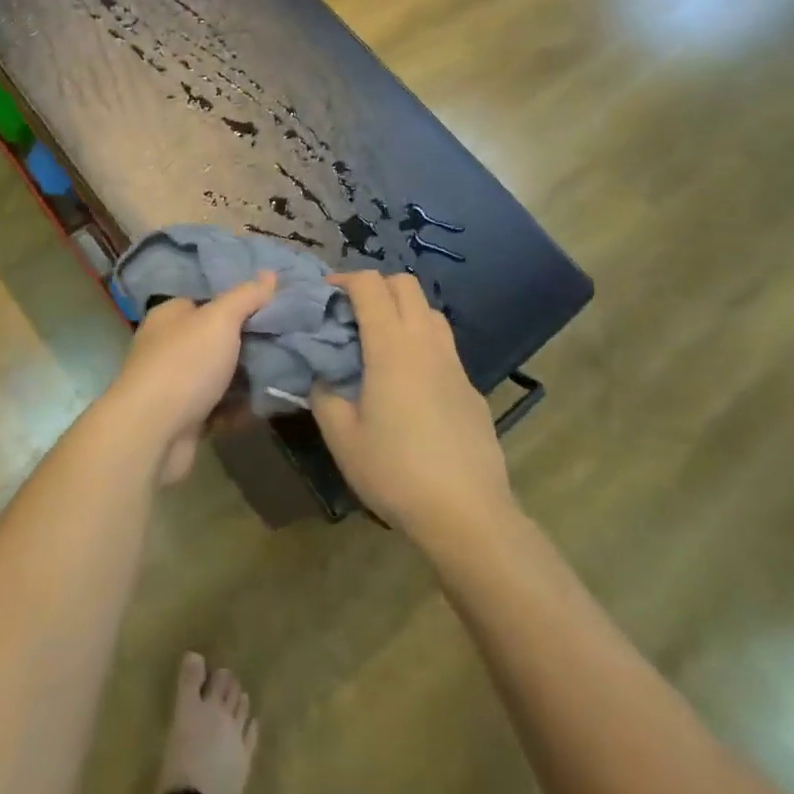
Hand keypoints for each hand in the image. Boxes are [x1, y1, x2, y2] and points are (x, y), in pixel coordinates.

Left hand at [105, 271, 276, 484]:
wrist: (152, 433)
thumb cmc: (184, 365)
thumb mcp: (219, 320)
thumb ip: (245, 297)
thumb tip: (270, 273)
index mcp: (171, 316)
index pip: (208, 301)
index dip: (240, 303)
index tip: (275, 307)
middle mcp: (169, 346)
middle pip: (216, 339)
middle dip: (249, 343)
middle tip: (288, 342)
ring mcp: (176, 384)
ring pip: (220, 376)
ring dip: (248, 378)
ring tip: (287, 373)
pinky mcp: (185, 418)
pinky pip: (220, 407)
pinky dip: (240, 408)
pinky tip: (268, 404)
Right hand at [310, 271, 515, 546]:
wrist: (467, 514)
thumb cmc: (395, 471)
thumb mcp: (342, 437)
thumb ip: (324, 396)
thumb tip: (322, 376)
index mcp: (392, 347)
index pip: (370, 285)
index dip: (344, 279)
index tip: (324, 294)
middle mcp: (426, 343)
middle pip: (405, 285)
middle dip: (375, 286)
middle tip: (351, 312)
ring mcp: (454, 364)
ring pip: (430, 311)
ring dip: (402, 310)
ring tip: (379, 341)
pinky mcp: (471, 388)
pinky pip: (443, 346)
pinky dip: (421, 342)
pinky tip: (408, 382)